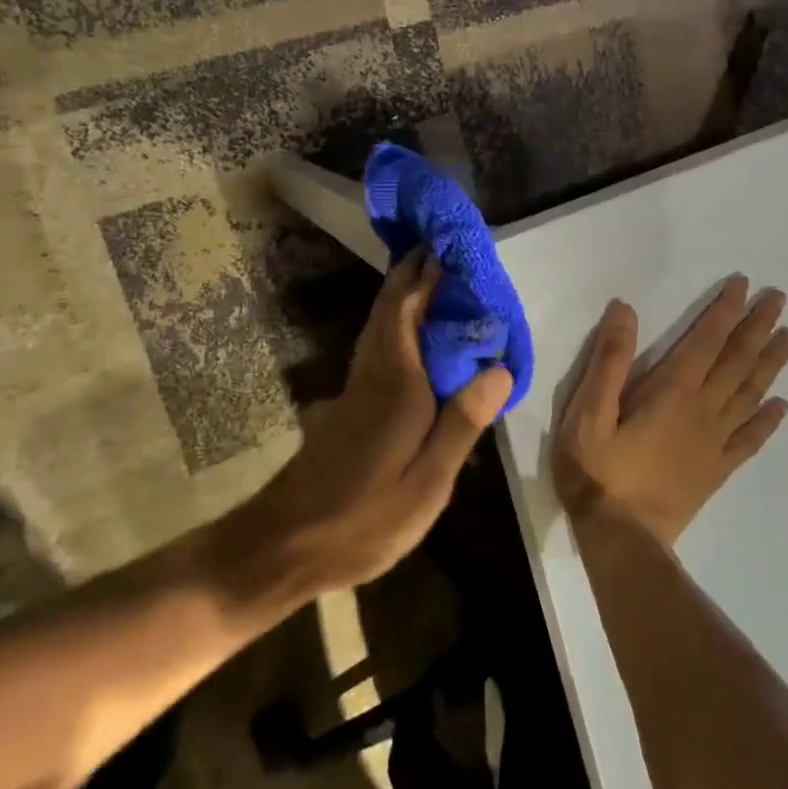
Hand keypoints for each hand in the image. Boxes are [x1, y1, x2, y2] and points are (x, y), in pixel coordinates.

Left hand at [244, 249, 512, 593]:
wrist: (286, 543)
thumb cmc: (364, 517)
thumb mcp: (428, 483)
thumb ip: (462, 422)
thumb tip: (500, 368)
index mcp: (397, 382)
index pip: (409, 309)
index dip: (428, 274)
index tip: (450, 245)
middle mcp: (374, 372)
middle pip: (390, 308)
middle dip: (413, 273)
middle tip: (444, 249)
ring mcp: (357, 388)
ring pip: (380, 324)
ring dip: (403, 294)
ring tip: (433, 280)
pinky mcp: (349, 405)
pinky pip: (379, 344)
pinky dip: (396, 322)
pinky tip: (412, 336)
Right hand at [553, 276, 787, 545]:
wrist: (622, 538)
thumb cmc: (598, 470)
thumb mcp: (588, 410)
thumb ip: (609, 360)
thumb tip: (625, 310)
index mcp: (672, 392)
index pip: (705, 341)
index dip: (724, 311)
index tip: (744, 285)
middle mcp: (702, 410)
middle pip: (737, 361)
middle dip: (758, 327)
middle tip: (780, 299)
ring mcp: (714, 442)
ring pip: (751, 394)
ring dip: (771, 363)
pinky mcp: (716, 470)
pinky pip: (750, 439)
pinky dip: (768, 420)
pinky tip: (781, 406)